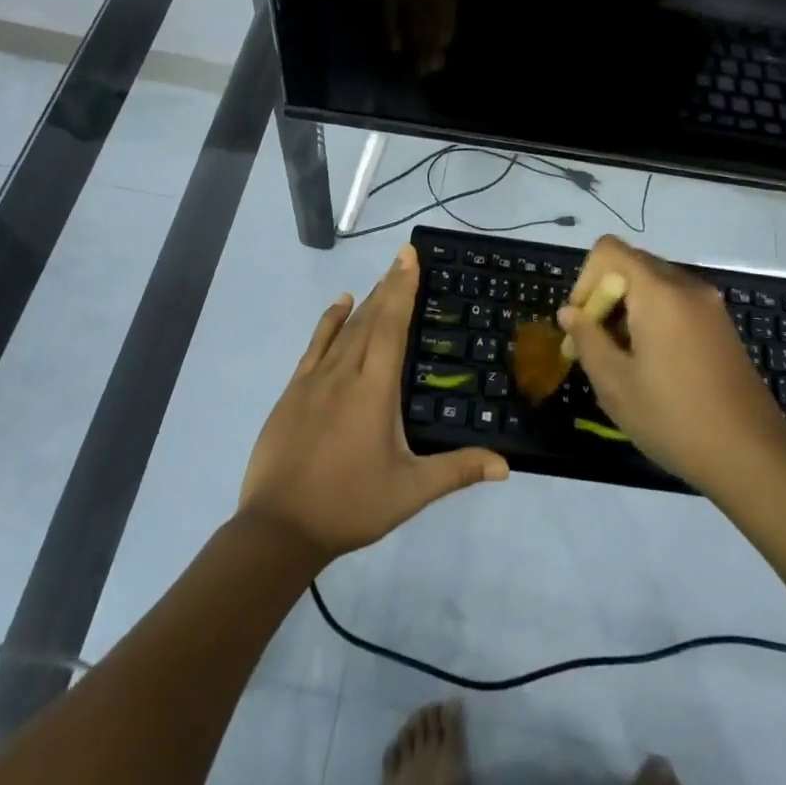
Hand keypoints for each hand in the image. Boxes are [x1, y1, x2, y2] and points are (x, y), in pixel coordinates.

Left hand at [239, 245, 508, 561]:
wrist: (279, 528)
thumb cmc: (349, 505)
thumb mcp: (410, 492)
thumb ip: (457, 472)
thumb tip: (506, 466)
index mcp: (375, 388)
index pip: (392, 325)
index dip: (402, 288)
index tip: (409, 256)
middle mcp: (345, 372)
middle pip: (370, 318)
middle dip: (389, 286)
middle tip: (403, 258)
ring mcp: (315, 379)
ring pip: (345, 328)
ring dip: (366, 301)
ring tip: (383, 278)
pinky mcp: (294, 390)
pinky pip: (316, 344)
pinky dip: (329, 321)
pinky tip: (340, 304)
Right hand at [557, 236, 785, 493]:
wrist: (753, 457)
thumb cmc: (675, 419)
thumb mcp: (616, 385)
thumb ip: (587, 340)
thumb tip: (569, 312)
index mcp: (659, 292)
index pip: (609, 250)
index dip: (585, 280)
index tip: (582, 324)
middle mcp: (686, 286)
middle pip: (631, 265)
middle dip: (604, 297)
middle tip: (594, 346)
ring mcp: (709, 305)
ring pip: (653, 284)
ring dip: (628, 309)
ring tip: (621, 360)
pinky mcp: (721, 325)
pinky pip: (676, 302)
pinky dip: (653, 318)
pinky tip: (652, 364)